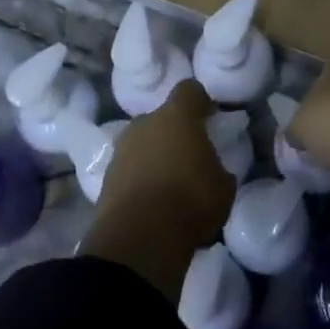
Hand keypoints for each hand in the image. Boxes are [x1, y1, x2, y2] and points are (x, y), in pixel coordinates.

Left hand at [91, 81, 232, 268]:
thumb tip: (212, 169)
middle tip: (190, 156)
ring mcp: (122, 148)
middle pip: (163, 117)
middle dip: (175, 132)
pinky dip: (139, 177)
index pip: (190, 90)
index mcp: (177, 116)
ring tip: (169, 182)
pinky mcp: (106, 176)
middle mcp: (145, 123)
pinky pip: (129, 167)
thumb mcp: (223, 187)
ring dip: (155, 155)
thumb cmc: (190, 202)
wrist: (139, 239)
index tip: (211, 119)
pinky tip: (151, 200)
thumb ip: (218, 168)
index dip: (201, 102)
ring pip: (143, 142)